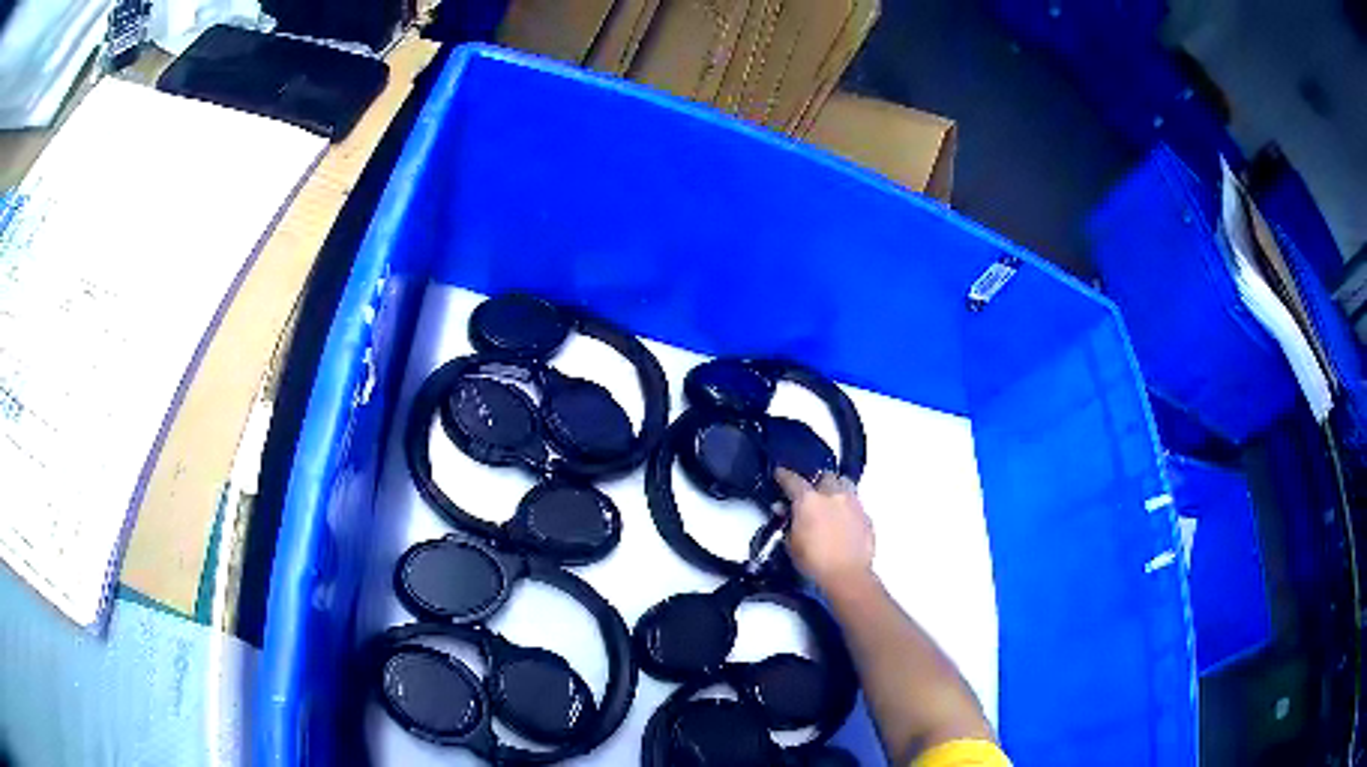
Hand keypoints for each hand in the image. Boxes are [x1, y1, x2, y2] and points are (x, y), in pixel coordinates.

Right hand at [774, 467, 874, 590]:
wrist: (847, 575)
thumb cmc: (813, 561)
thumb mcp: (791, 544)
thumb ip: (788, 522)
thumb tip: (784, 508)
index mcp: (809, 500)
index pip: (793, 480)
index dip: (784, 476)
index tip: (780, 474)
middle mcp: (833, 495)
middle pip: (825, 476)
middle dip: (817, 482)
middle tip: (811, 495)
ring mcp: (853, 503)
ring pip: (845, 485)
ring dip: (836, 489)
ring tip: (831, 503)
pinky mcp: (866, 516)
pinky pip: (855, 504)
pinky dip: (847, 508)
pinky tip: (844, 521)